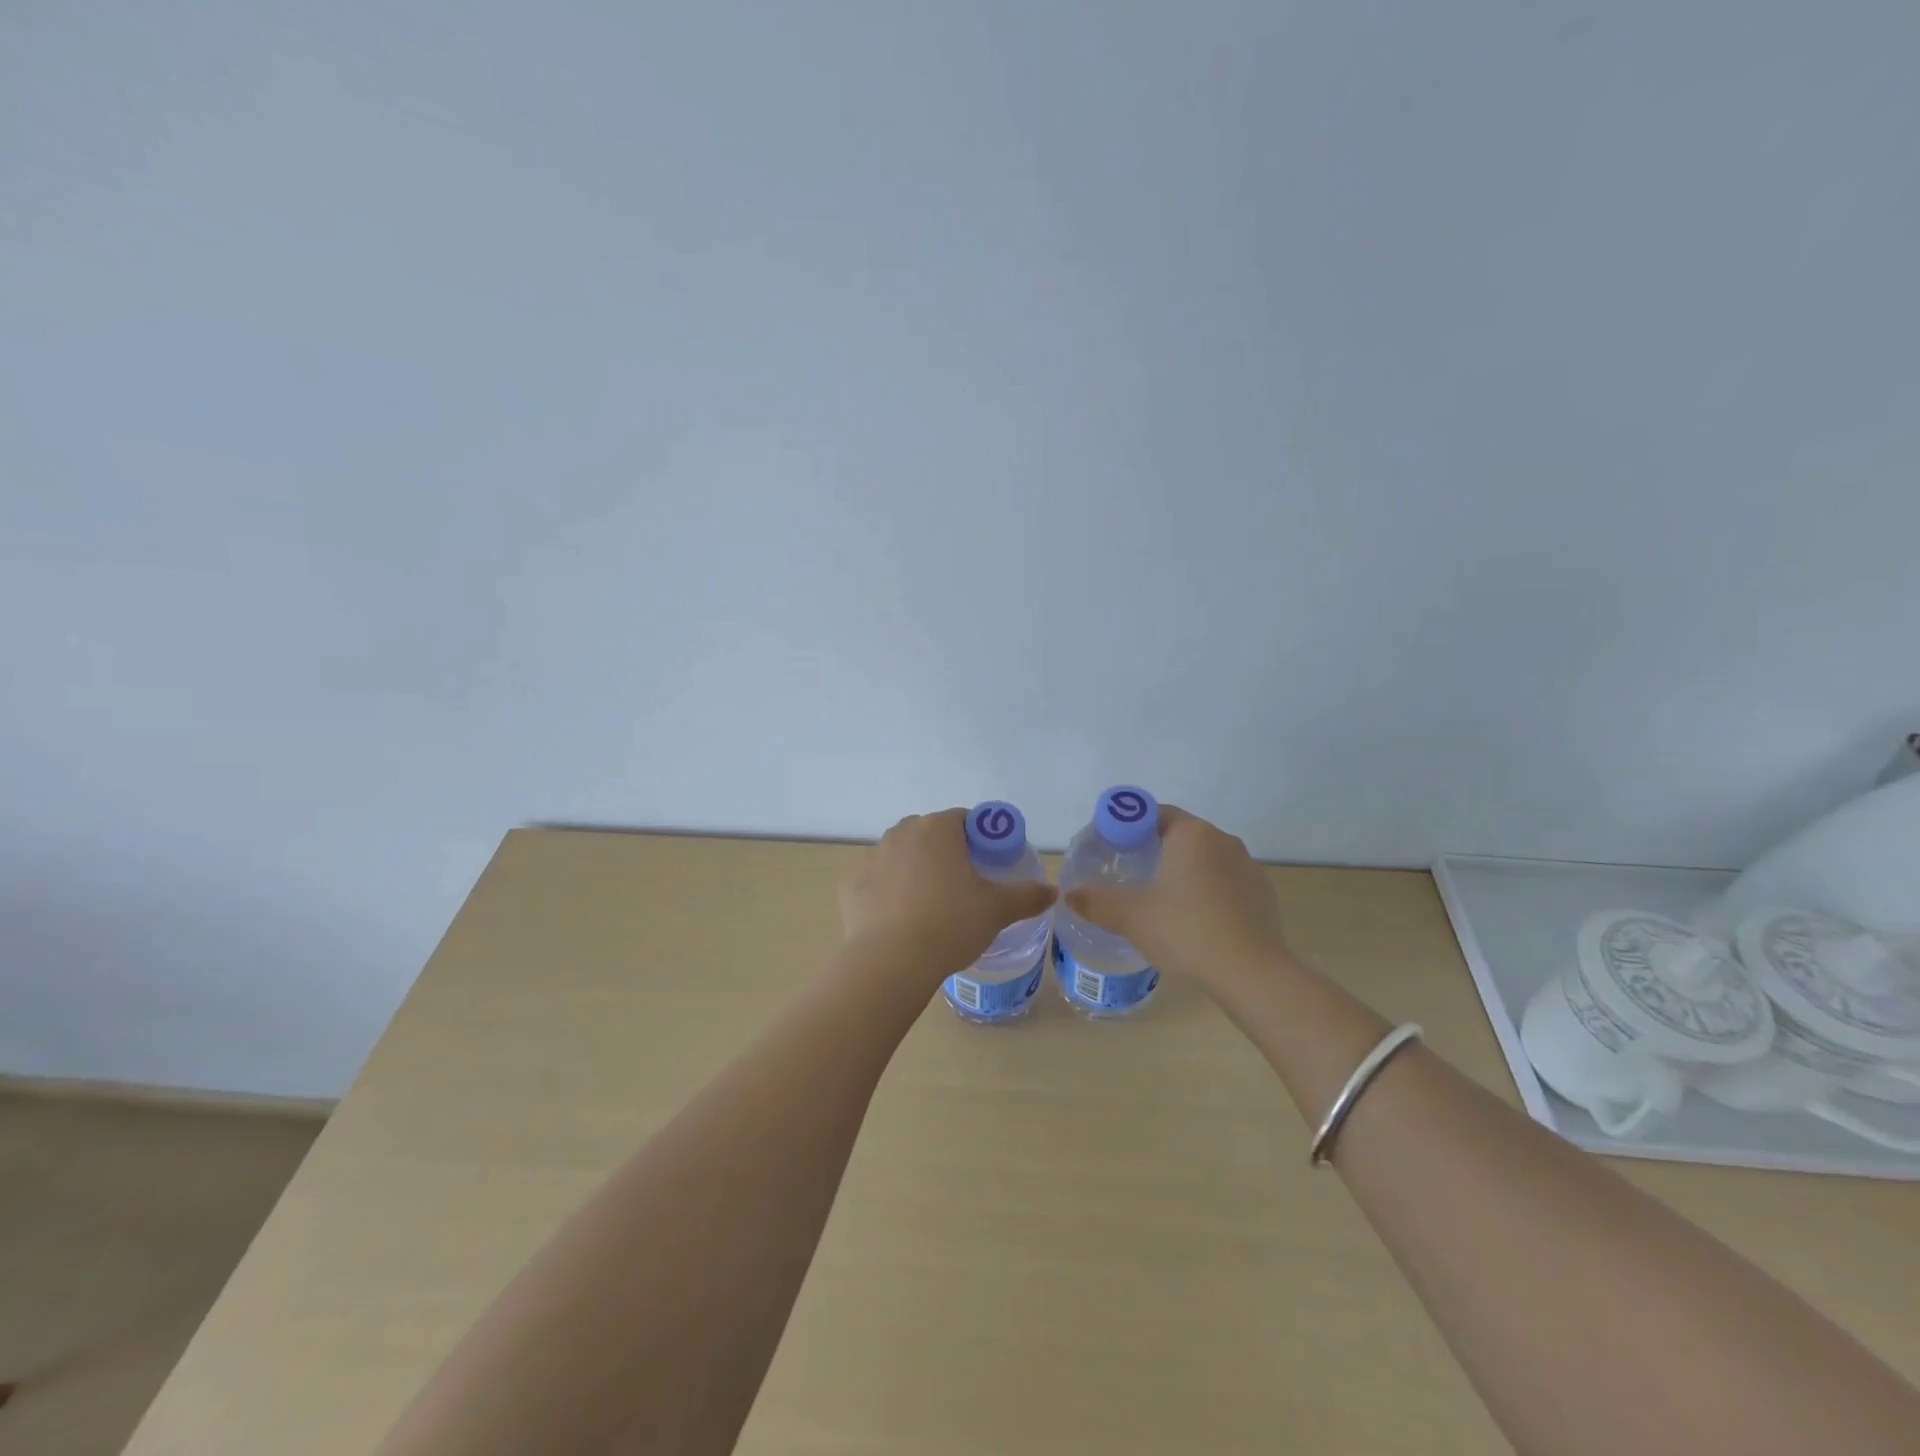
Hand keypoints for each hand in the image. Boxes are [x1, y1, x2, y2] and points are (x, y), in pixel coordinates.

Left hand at [839, 809, 1057, 978]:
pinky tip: (898, 919)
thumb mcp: (997, 910)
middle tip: (962, 886)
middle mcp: (901, 832)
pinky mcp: (850, 884)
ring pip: (900, 855)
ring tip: (929, 905)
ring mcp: (871, 857)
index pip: (964, 819)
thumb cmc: (951, 924)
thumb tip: (1052, 891)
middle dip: (945, 852)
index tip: (987, 863)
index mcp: (937, 829)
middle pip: (930, 834)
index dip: (979, 838)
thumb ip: (1027, 896)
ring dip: (914, 869)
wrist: (892, 962)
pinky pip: (876, 881)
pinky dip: (887, 892)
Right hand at [1063, 805, 1289, 991]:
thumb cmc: (1185, 930)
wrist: (1251, 974)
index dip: (1129, 826)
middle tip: (1131, 875)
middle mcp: (1223, 840)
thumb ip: (1095, 901)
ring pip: (1205, 860)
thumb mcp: (1130, 916)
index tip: (1113, 849)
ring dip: (1184, 873)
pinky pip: (1226, 884)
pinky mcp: (1263, 894)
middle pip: (1181, 835)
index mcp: (1192, 833)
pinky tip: (1196, 922)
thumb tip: (1070, 894)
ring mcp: (1248, 867)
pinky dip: (1208, 894)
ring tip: (1162, 903)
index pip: (1154, 813)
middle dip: (1155, 850)